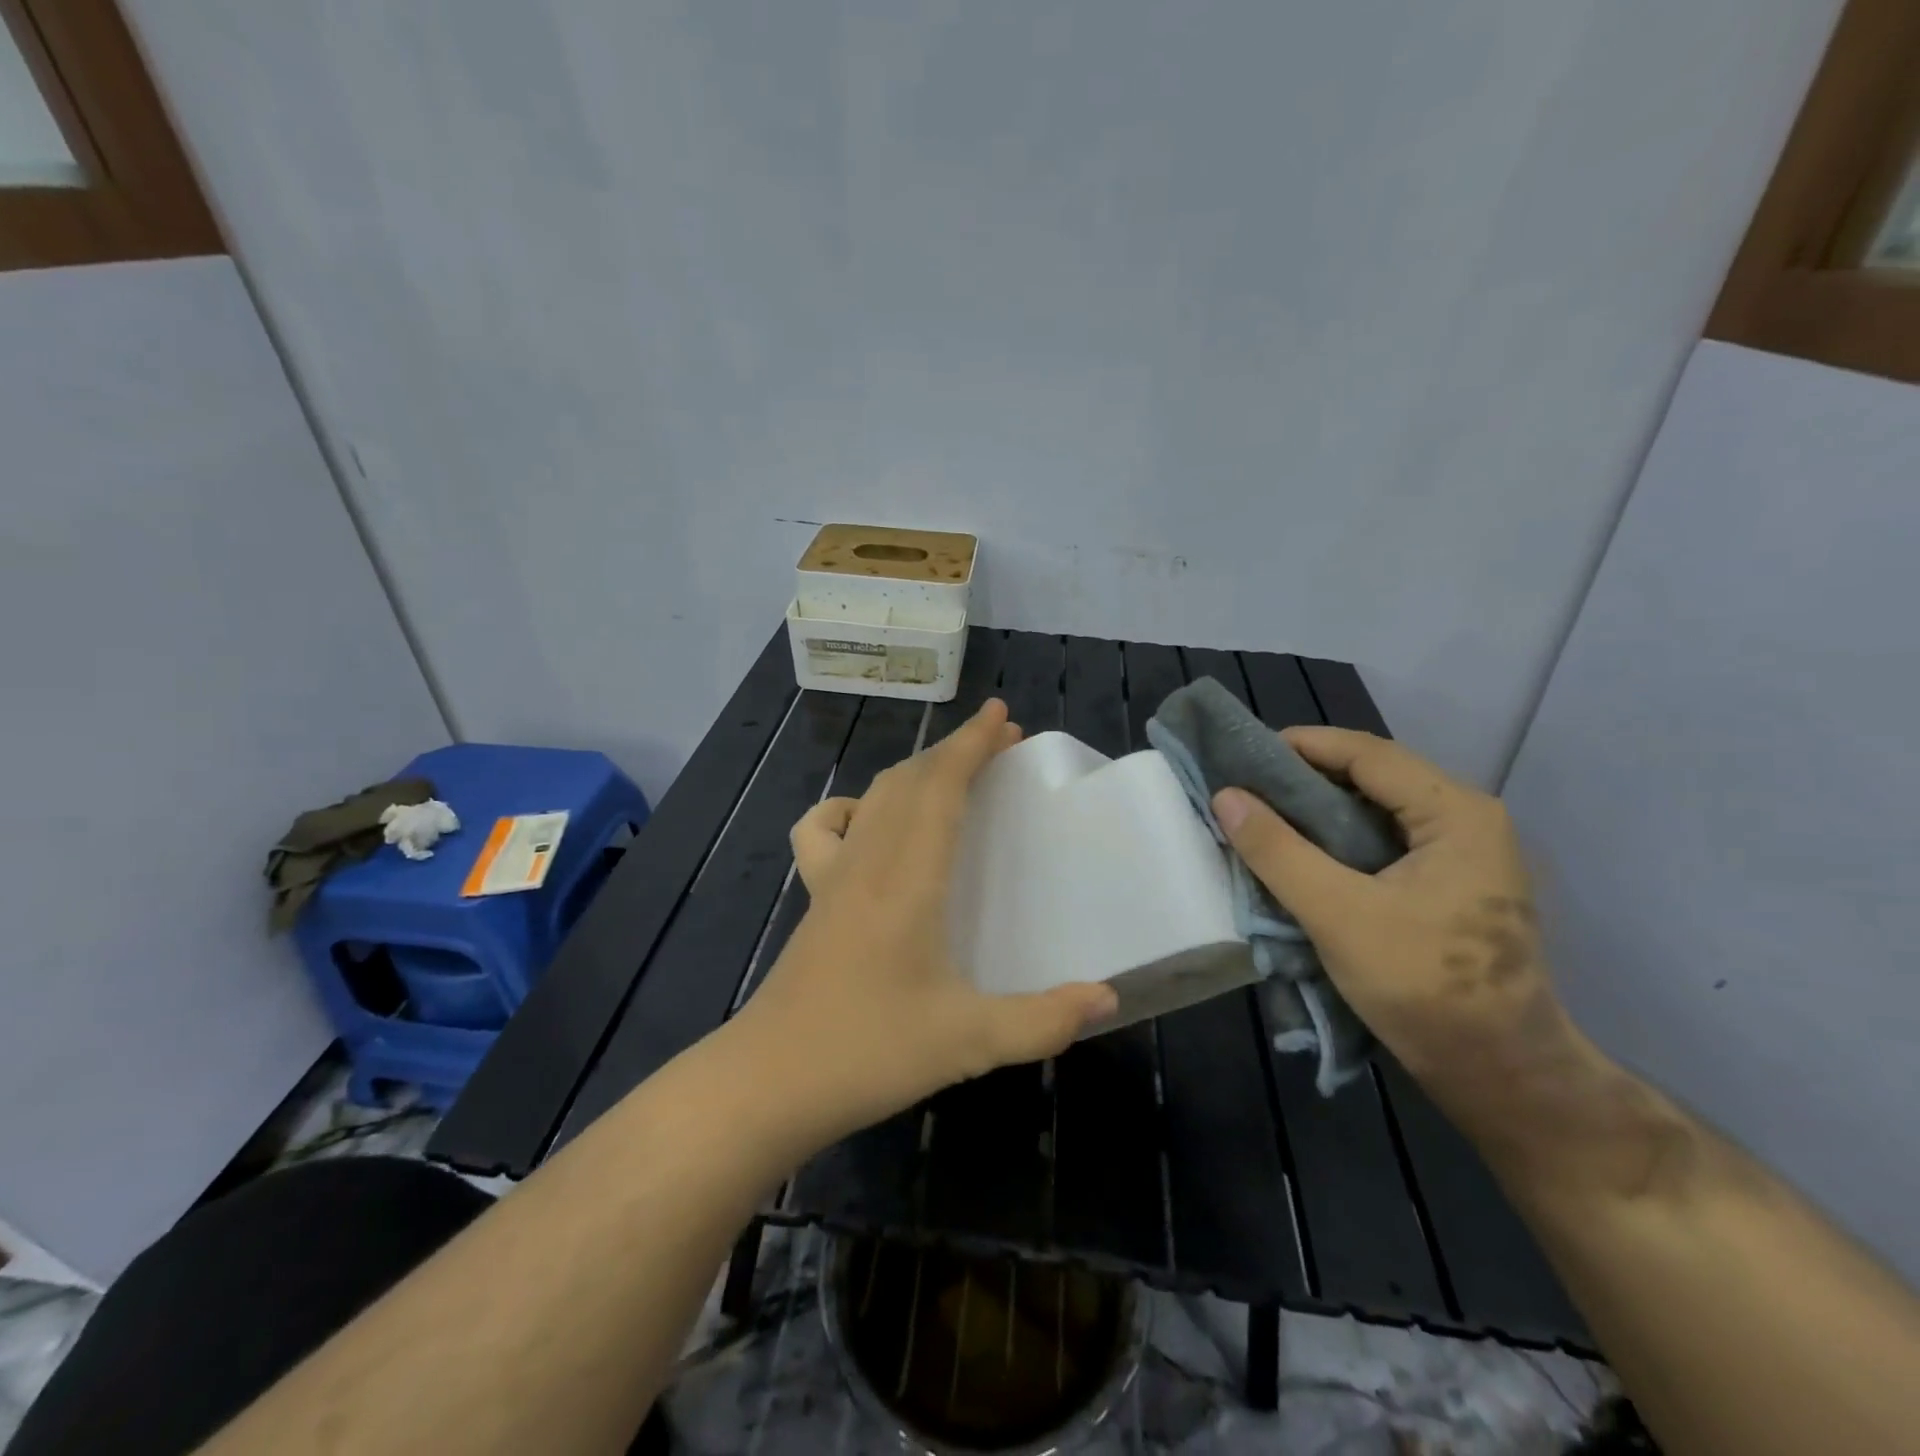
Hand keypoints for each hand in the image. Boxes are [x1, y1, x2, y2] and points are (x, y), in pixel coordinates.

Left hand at [734, 699, 1117, 1143]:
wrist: (770, 1081)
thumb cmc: (870, 1052)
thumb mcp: (969, 1042)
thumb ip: (1043, 1021)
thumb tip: (1107, 999)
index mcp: (909, 879)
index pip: (941, 787)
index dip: (972, 745)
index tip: (1001, 715)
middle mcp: (870, 861)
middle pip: (911, 779)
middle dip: (956, 750)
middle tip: (1000, 743)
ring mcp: (834, 876)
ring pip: (874, 796)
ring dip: (916, 771)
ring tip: (952, 774)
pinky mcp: (813, 897)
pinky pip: (824, 830)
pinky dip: (852, 809)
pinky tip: (868, 823)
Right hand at [1212, 728, 1575, 1112]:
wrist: (1502, 1075)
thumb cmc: (1424, 987)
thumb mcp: (1337, 914)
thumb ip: (1277, 851)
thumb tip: (1225, 796)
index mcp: (1456, 813)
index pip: (1368, 754)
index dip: (1303, 745)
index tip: (1245, 754)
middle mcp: (1468, 821)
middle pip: (1376, 777)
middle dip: (1308, 776)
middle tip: (1247, 786)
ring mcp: (1465, 855)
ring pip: (1379, 810)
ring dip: (1321, 809)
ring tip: (1264, 815)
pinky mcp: (1452, 886)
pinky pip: (1386, 841)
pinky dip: (1340, 839)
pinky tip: (1303, 853)